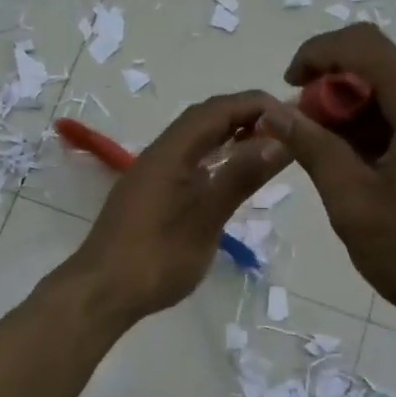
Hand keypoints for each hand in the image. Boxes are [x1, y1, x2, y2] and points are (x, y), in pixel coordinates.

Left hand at [57, 92, 288, 325]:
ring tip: (266, 149)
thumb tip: (279, 139)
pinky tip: (229, 179)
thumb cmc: (156, 257)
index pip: (217, 109)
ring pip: (194, 142)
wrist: (102, 292)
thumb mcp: (206, 217)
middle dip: (245, 117)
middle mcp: (159, 154)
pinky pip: (187, 162)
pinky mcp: (149, 196)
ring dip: (229, 137)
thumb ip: (240, 177)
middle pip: (204, 120)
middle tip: (285, 130)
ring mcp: (151, 175)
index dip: (255, 104)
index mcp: (170, 151)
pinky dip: (214, 160)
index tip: (293, 113)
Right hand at [259, 25, 395, 346]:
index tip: (289, 89)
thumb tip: (275, 111)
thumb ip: (313, 148)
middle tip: (312, 137)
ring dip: (371, 111)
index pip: (364, 45)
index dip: (317, 55)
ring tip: (345, 160)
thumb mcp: (354, 205)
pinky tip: (386, 168)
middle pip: (391, 66)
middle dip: (342, 91)